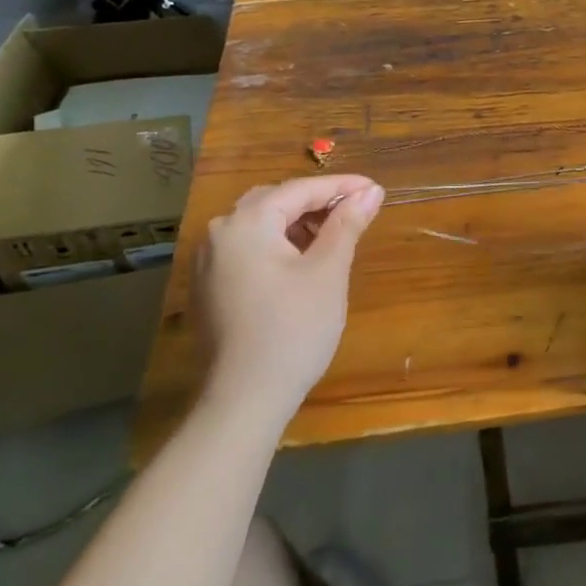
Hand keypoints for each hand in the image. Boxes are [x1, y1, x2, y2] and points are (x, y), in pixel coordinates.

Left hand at [193, 175, 383, 426]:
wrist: (245, 398)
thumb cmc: (293, 328)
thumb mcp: (328, 271)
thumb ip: (347, 224)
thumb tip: (371, 191)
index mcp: (246, 223)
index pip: (300, 189)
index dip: (341, 186)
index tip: (376, 189)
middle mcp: (220, 234)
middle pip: (275, 201)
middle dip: (318, 202)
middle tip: (357, 210)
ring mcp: (209, 262)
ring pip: (261, 225)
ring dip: (299, 223)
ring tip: (336, 236)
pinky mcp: (211, 287)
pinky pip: (249, 248)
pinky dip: (280, 244)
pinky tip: (304, 261)